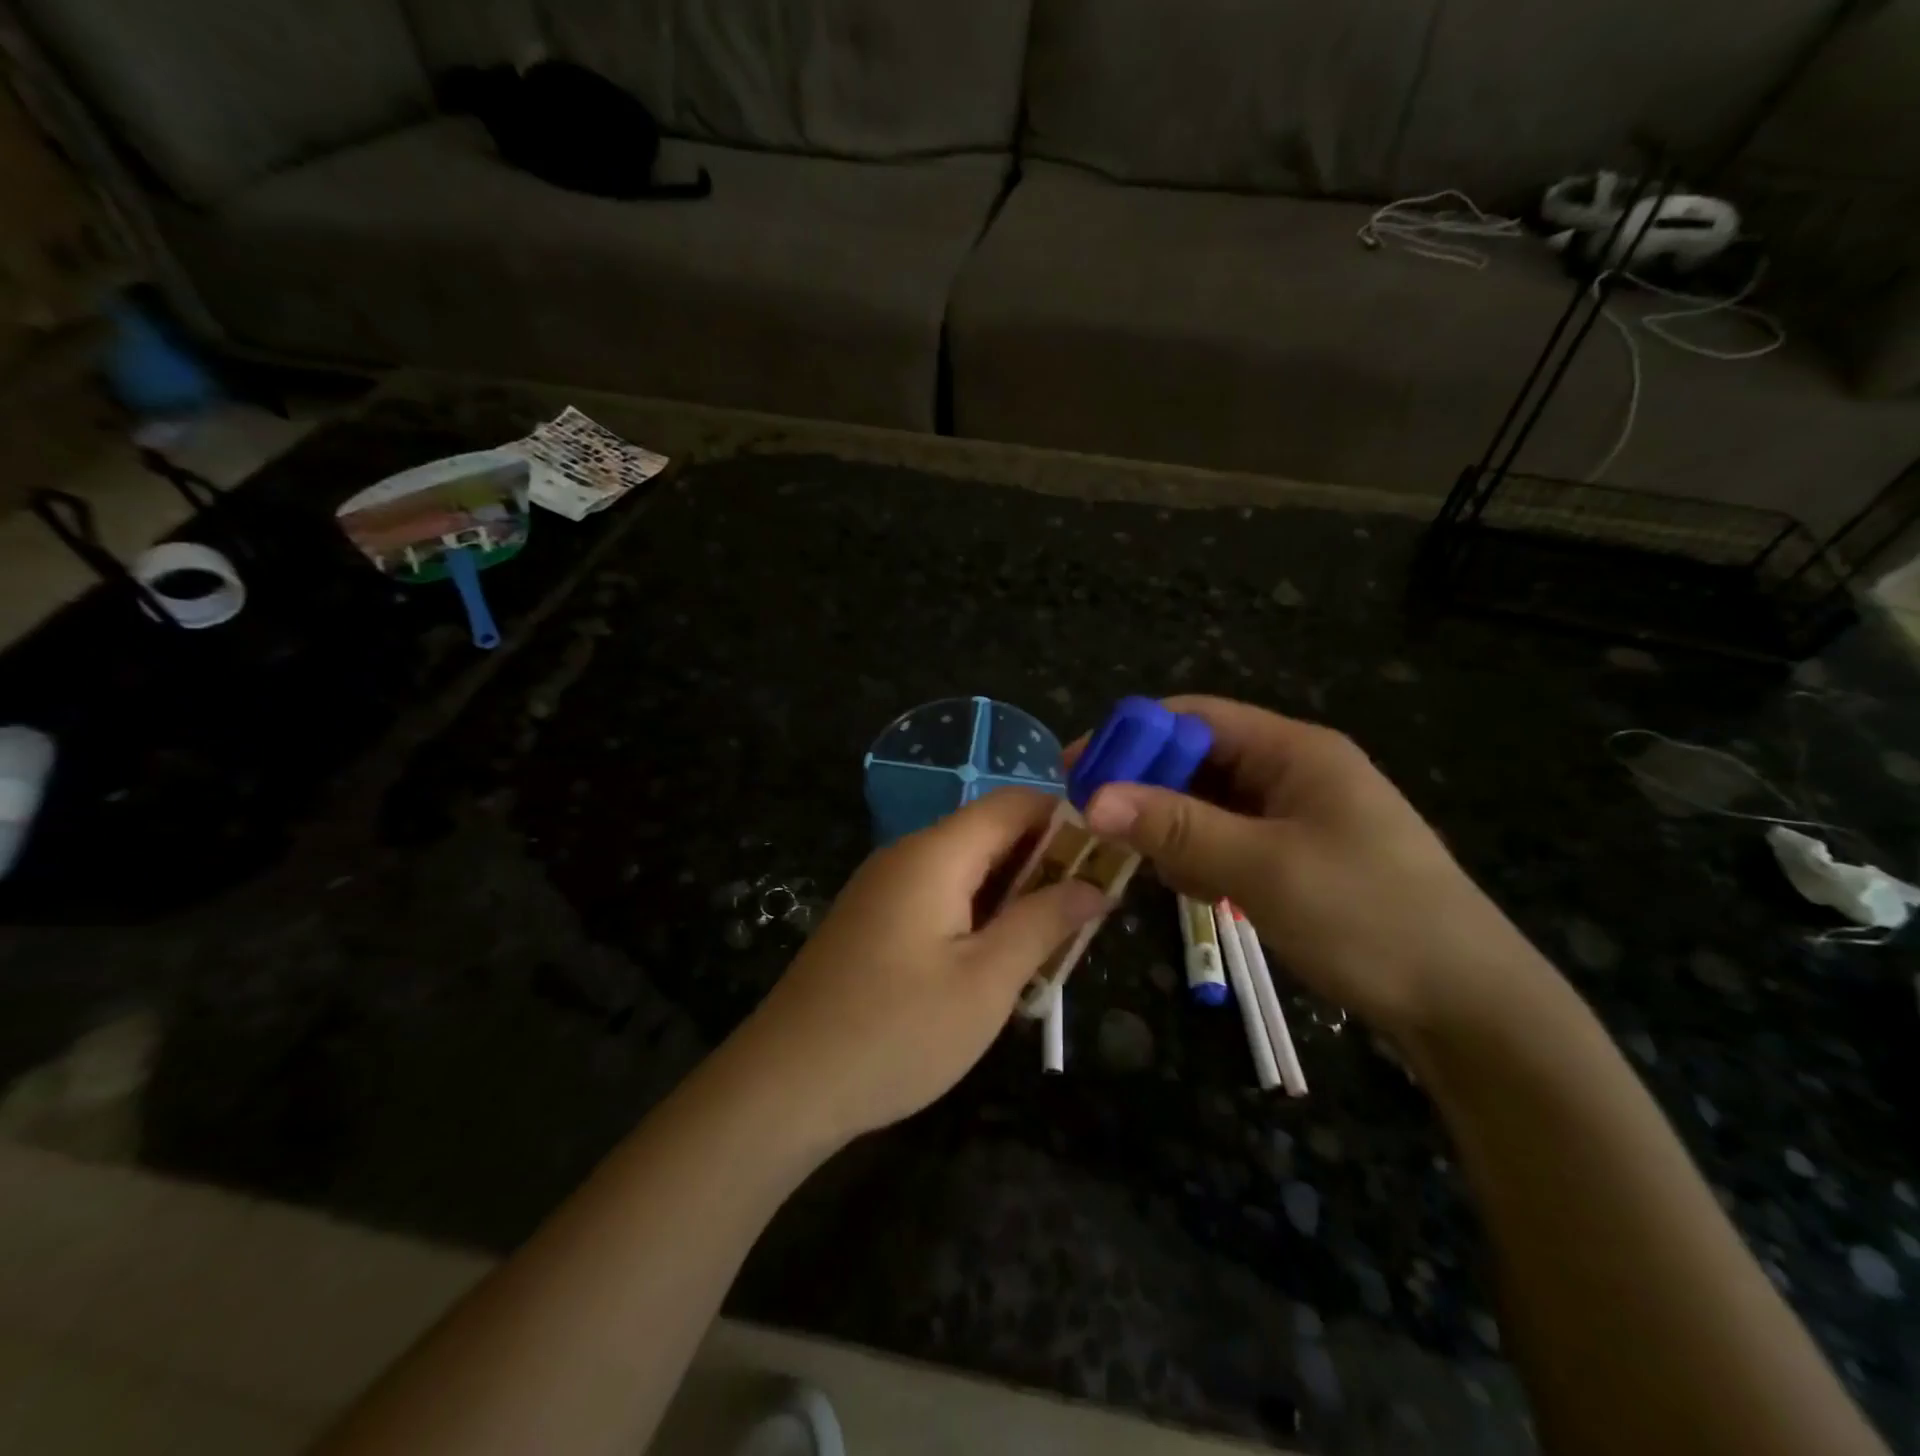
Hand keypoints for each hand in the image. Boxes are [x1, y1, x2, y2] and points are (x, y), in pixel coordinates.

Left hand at [731, 789, 1104, 1147]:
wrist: (783, 1085)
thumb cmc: (895, 1032)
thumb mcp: (986, 982)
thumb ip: (1043, 923)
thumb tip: (1094, 885)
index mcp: (936, 853)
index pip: (1013, 803)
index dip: (1066, 818)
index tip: (1109, 857)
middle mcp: (907, 855)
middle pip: (990, 834)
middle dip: (1045, 865)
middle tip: (1089, 915)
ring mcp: (883, 888)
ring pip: (967, 870)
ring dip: (1014, 897)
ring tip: (1053, 945)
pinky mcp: (872, 921)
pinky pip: (939, 898)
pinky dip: (978, 916)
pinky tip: (997, 963)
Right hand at [1078, 696, 1541, 1037]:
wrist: (1468, 1006)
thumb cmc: (1368, 917)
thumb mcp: (1263, 867)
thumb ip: (1176, 827)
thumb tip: (1093, 796)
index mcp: (1295, 751)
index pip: (1195, 717)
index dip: (1132, 735)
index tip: (1077, 769)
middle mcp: (1294, 772)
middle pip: (1199, 761)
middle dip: (1149, 789)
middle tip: (1100, 827)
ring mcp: (1299, 817)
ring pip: (1210, 806)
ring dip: (1175, 831)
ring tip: (1159, 870)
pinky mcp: (1299, 858)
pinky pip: (1231, 841)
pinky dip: (1203, 858)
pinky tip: (1200, 891)